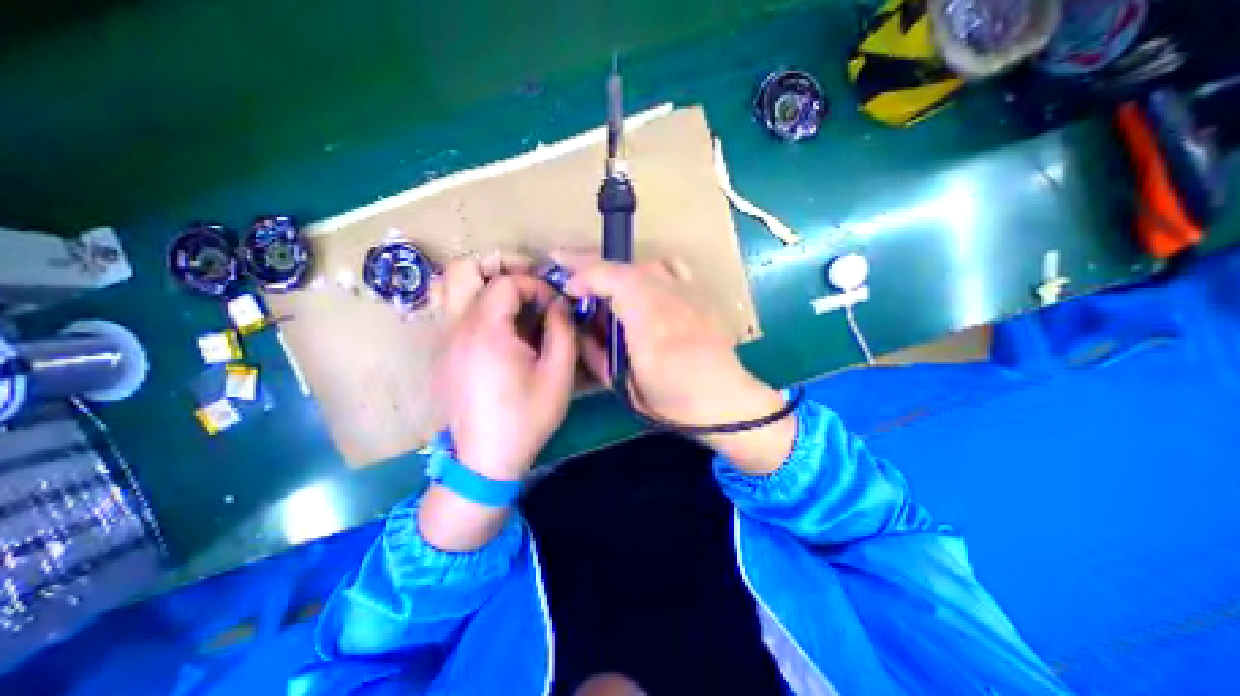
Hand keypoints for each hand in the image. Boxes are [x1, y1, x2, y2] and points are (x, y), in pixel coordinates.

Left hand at [432, 254, 577, 479]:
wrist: (485, 459)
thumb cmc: (526, 417)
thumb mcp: (559, 374)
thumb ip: (563, 330)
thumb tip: (559, 305)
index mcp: (486, 331)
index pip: (506, 282)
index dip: (535, 285)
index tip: (553, 305)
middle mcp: (457, 328)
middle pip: (463, 269)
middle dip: (498, 265)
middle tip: (526, 280)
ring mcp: (444, 340)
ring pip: (451, 287)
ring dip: (484, 282)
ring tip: (514, 298)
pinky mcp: (443, 354)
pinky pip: (454, 312)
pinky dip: (477, 304)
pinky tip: (502, 327)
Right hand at [559, 249, 799, 471]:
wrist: (722, 400)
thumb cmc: (670, 399)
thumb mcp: (621, 384)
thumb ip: (594, 352)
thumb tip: (577, 327)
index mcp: (648, 319)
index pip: (609, 277)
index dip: (582, 276)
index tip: (567, 288)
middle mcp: (669, 295)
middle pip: (625, 265)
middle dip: (591, 264)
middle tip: (566, 263)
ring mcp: (689, 291)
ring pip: (646, 263)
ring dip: (619, 269)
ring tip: (601, 278)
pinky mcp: (700, 293)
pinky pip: (671, 268)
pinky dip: (650, 269)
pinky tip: (644, 283)